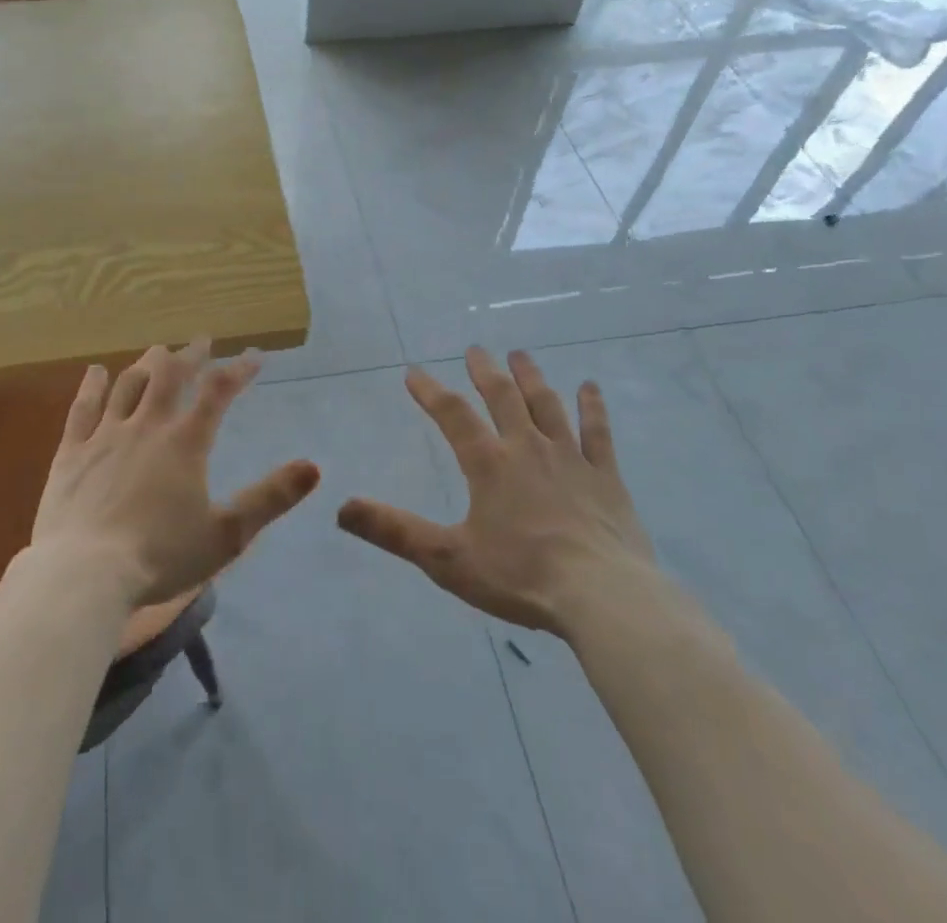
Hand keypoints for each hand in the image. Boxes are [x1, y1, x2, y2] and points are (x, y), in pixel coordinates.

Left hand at [33, 341, 320, 606]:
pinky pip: (83, 409)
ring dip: (146, 364)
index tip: (255, 356)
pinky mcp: (72, 453)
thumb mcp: (227, 534)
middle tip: (201, 341)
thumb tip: (314, 466)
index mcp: (185, 443)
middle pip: (170, 377)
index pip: (218, 392)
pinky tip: (96, 371)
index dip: (239, 371)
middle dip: (190, 356)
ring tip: (158, 350)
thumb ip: (271, 498)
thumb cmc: (161, 557)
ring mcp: (105, 436)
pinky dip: (92, 386)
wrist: (84, 575)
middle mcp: (147, 426)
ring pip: (128, 385)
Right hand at [338, 348, 662, 636]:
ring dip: (531, 377)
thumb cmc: (521, 576)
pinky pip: (598, 433)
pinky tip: (590, 387)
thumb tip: (341, 507)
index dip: (430, 391)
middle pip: (503, 397)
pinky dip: (593, 408)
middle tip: (475, 350)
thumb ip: (394, 530)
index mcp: (489, 464)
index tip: (413, 372)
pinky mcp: (606, 477)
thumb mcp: (447, 558)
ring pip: (547, 405)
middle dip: (485, 371)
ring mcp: (571, 458)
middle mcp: (527, 448)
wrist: (602, 597)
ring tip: (520, 355)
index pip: (453, 415)